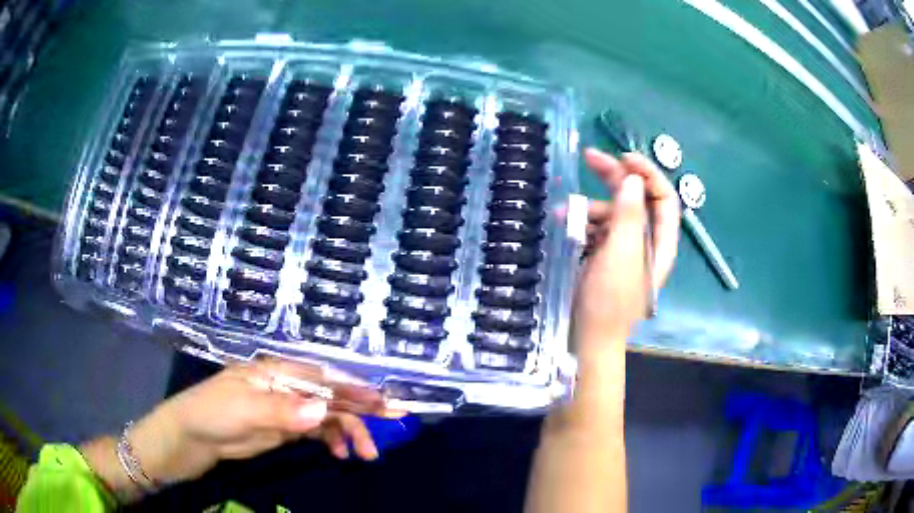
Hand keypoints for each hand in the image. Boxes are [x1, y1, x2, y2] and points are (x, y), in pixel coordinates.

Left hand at [82, 359, 395, 502]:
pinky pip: (316, 432)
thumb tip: (323, 411)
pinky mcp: (282, 429)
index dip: (356, 390)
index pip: (324, 378)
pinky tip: (339, 454)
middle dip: (361, 411)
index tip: (386, 403)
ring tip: (365, 454)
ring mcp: (285, 409)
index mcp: (276, 372)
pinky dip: (331, 441)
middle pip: (331, 396)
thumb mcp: (244, 411)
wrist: (188, 438)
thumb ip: (284, 411)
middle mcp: (285, 386)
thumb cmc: (211, 414)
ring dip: (348, 432)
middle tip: (390, 428)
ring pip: (327, 416)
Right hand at [573, 149, 680, 354]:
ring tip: (565, 213)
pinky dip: (582, 222)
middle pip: (636, 199)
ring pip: (612, 212)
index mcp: (660, 242)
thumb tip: (633, 179)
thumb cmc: (609, 299)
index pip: (664, 198)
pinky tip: (566, 225)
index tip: (625, 158)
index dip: (648, 174)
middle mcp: (645, 241)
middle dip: (615, 177)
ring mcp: (624, 248)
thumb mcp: (621, 255)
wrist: (589, 335)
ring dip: (589, 207)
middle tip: (590, 156)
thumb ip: (629, 215)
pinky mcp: (604, 254)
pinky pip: (596, 228)